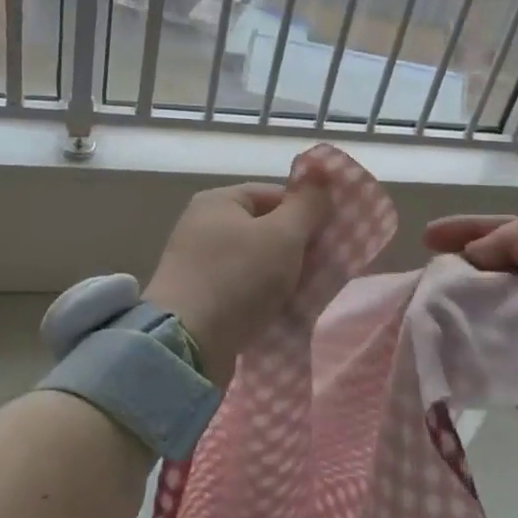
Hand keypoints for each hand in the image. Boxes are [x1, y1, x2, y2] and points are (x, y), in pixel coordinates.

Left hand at [145, 178, 331, 384]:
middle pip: (265, 228)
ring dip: (283, 275)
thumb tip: (322, 171)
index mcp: (218, 201)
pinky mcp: (199, 299)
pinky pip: (242, 289)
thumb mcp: (283, 235)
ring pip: (256, 261)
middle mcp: (202, 226)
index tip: (330, 237)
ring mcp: (197, 264)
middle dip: (297, 247)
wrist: (187, 346)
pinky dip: (263, 297)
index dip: (305, 212)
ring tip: (306, 291)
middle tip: (323, 267)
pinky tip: (281, 310)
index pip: (274, 194)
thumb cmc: (238, 278)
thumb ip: (307, 204)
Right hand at [425, 213, 517, 449]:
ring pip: (472, 311)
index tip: (425, 236)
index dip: (463, 231)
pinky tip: (419, 335)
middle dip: (450, 270)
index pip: (499, 234)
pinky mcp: (511, 371)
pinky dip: (448, 343)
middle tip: (420, 273)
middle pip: (481, 273)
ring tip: (413, 303)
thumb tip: (475, 257)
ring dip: (445, 306)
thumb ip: (505, 237)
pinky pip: (471, 352)